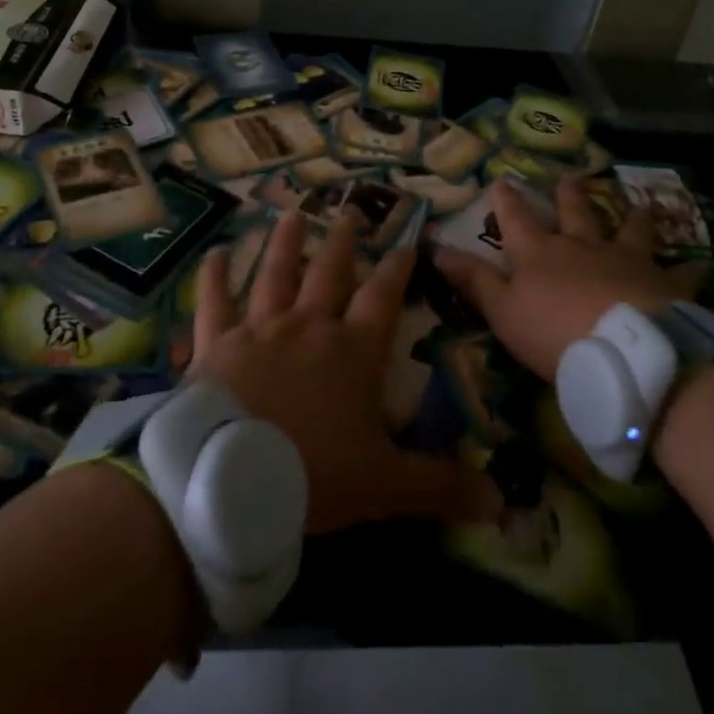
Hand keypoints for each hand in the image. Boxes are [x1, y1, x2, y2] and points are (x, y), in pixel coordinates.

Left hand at [193, 211, 499, 532]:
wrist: (230, 477)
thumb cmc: (313, 474)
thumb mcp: (386, 486)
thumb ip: (441, 486)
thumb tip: (500, 501)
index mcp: (352, 352)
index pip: (382, 299)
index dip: (397, 270)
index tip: (406, 244)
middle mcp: (308, 327)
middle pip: (329, 274)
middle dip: (342, 243)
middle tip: (349, 212)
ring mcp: (260, 329)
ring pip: (276, 275)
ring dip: (285, 243)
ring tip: (292, 213)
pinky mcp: (217, 343)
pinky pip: (215, 302)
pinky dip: (214, 277)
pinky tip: (213, 253)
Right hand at [434, 178, 705, 379]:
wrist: (627, 351)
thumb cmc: (554, 333)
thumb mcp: (502, 311)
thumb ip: (472, 280)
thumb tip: (435, 246)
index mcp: (540, 254)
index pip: (516, 219)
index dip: (507, 200)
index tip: (502, 179)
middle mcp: (583, 247)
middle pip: (574, 213)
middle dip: (568, 195)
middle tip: (569, 177)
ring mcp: (626, 260)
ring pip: (627, 229)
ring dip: (629, 216)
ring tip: (635, 204)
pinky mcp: (663, 283)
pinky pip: (679, 273)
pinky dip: (689, 269)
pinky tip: (702, 265)